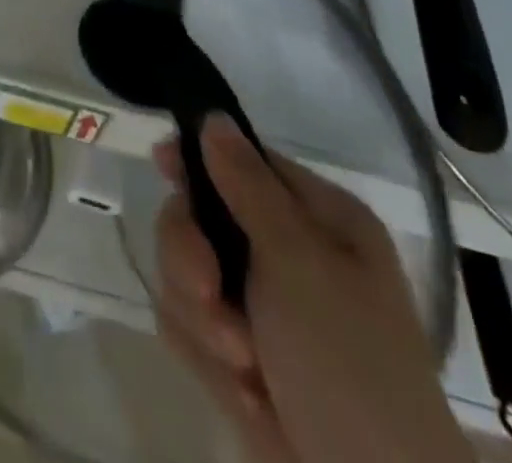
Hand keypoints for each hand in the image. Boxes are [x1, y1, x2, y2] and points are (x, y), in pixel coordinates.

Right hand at [154, 116, 473, 462]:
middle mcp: (286, 253)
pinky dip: (206, 360)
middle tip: (208, 293)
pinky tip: (246, 395)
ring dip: (203, 321)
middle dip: (191, 258)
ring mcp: (259, 307)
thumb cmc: (349, 366)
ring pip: (183, 273)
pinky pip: (186, 326)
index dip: (198, 160)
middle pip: (197, 217)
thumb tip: (214, 116)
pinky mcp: (237, 355)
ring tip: (244, 365)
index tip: (162, 164)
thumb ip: (247, 187)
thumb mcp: (299, 265)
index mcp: (317, 220)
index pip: (241, 161)